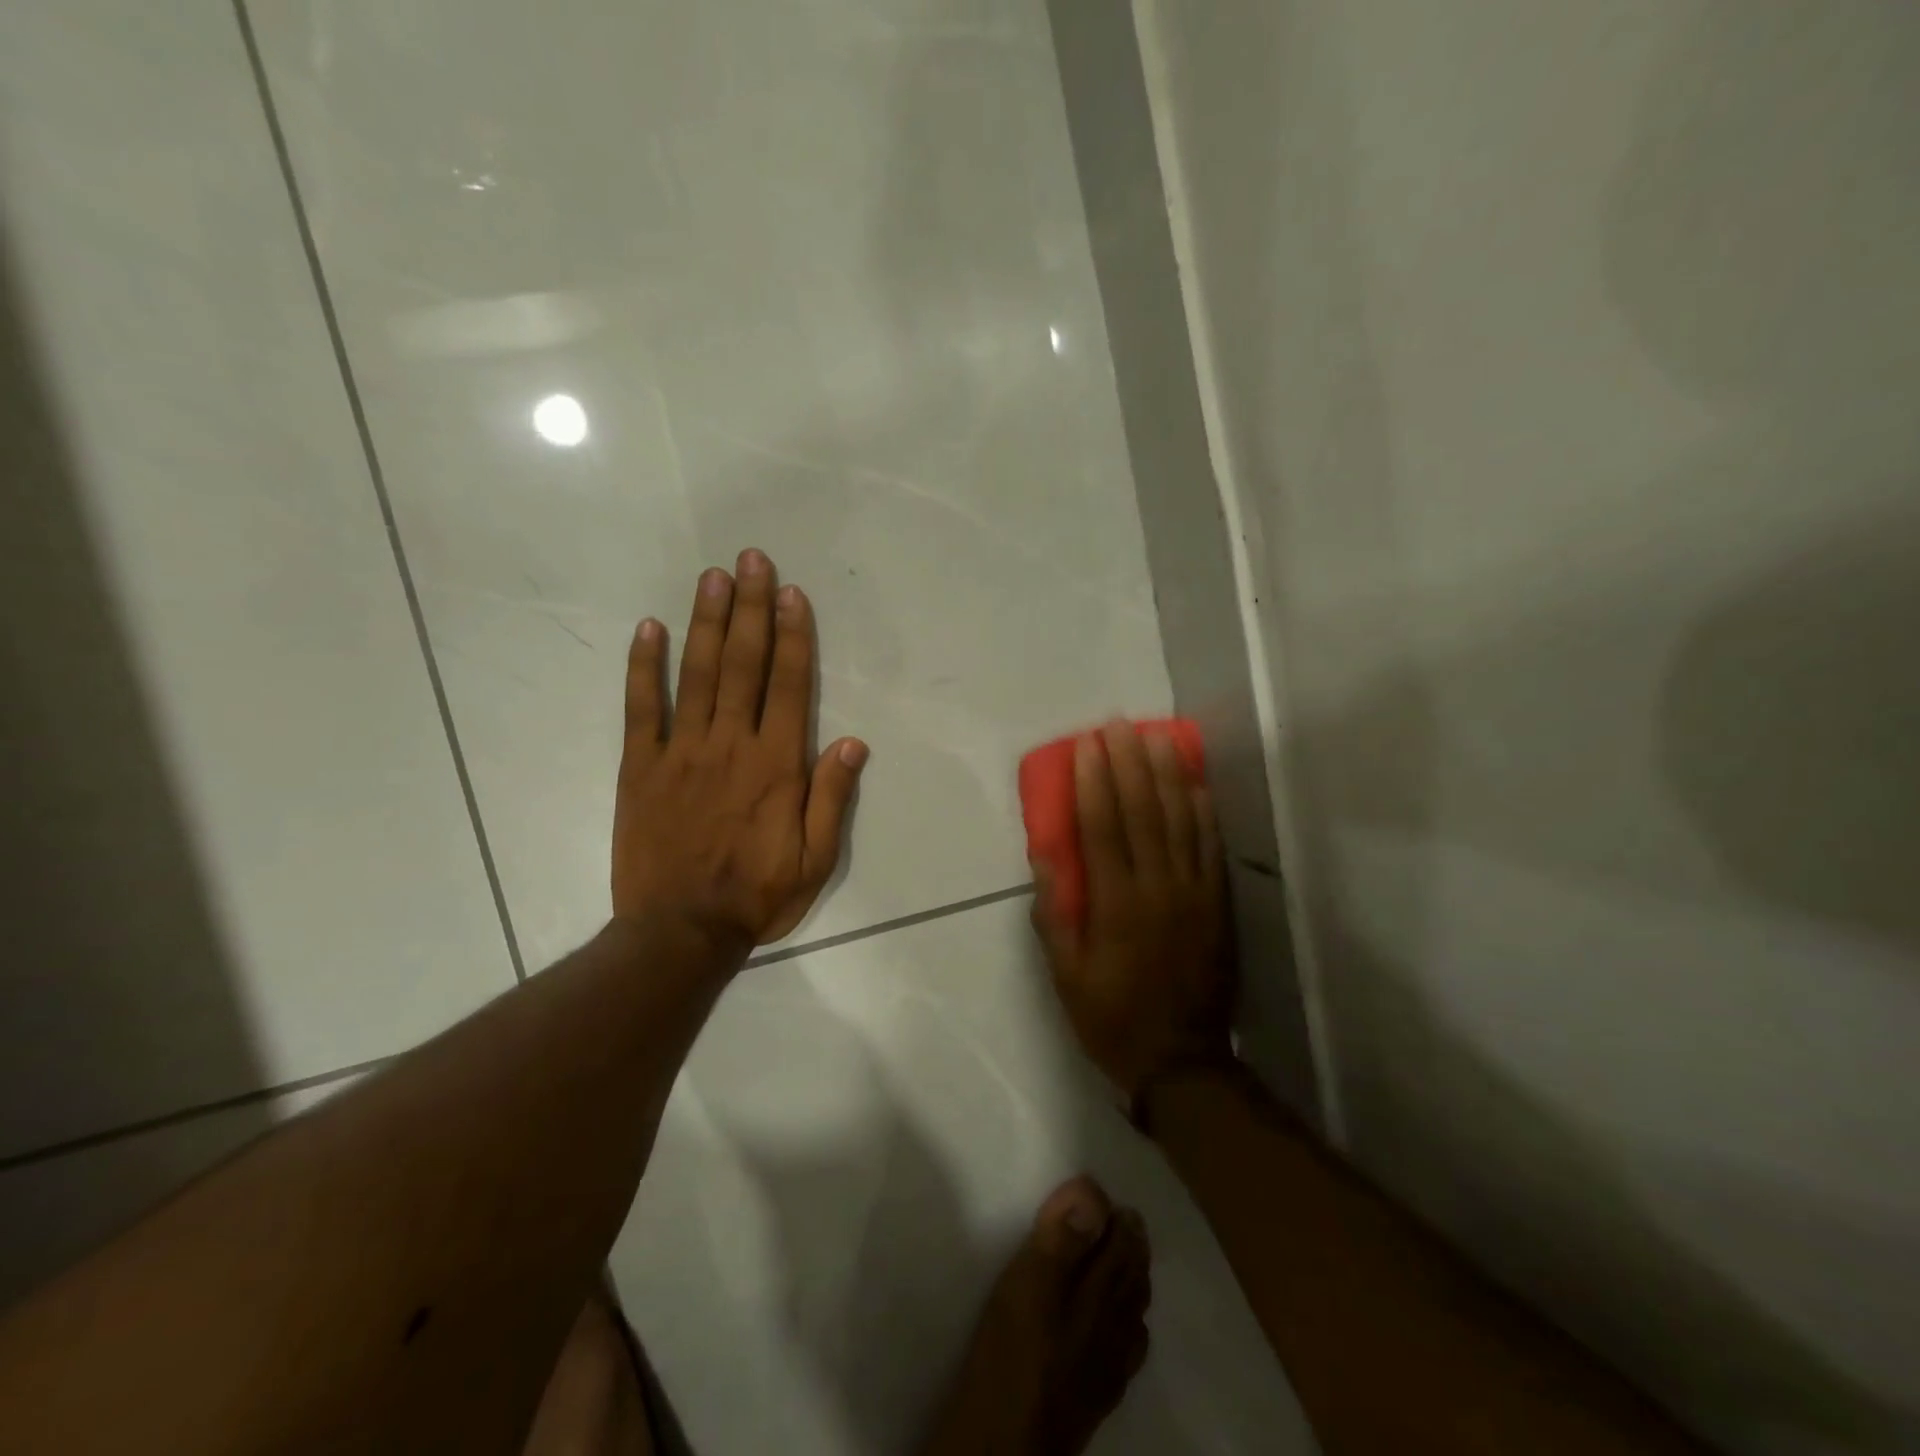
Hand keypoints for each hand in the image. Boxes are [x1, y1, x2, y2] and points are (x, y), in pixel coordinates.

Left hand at [613, 549, 866, 952]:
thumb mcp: (816, 860)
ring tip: (713, 577)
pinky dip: (643, 667)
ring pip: (696, 674)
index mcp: (777, 765)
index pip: (789, 686)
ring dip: (705, 622)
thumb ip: (832, 799)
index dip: (793, 636)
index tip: (791, 593)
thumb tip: (853, 743)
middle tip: (752, 560)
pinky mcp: (640, 767)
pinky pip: (641, 708)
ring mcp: (681, 752)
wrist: (679, 932)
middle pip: (743, 664)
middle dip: (750, 609)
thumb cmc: (757, 896)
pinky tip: (648, 629)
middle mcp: (731, 745)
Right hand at [1032, 721, 1234, 1098]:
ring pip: (1181, 821)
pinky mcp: (1218, 904)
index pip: (1102, 828)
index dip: (1093, 782)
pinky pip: (1211, 847)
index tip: (1086, 745)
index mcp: (1116, 905)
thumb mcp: (1065, 974)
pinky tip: (1195, 782)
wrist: (1182, 1062)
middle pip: (1143, 812)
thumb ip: (1054, 913)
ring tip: (1157, 735)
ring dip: (1167, 774)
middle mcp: (1158, 889)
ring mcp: (1194, 894)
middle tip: (1118, 724)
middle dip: (1129, 763)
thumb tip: (1044, 855)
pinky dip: (1203, 811)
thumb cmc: (1110, 1017)